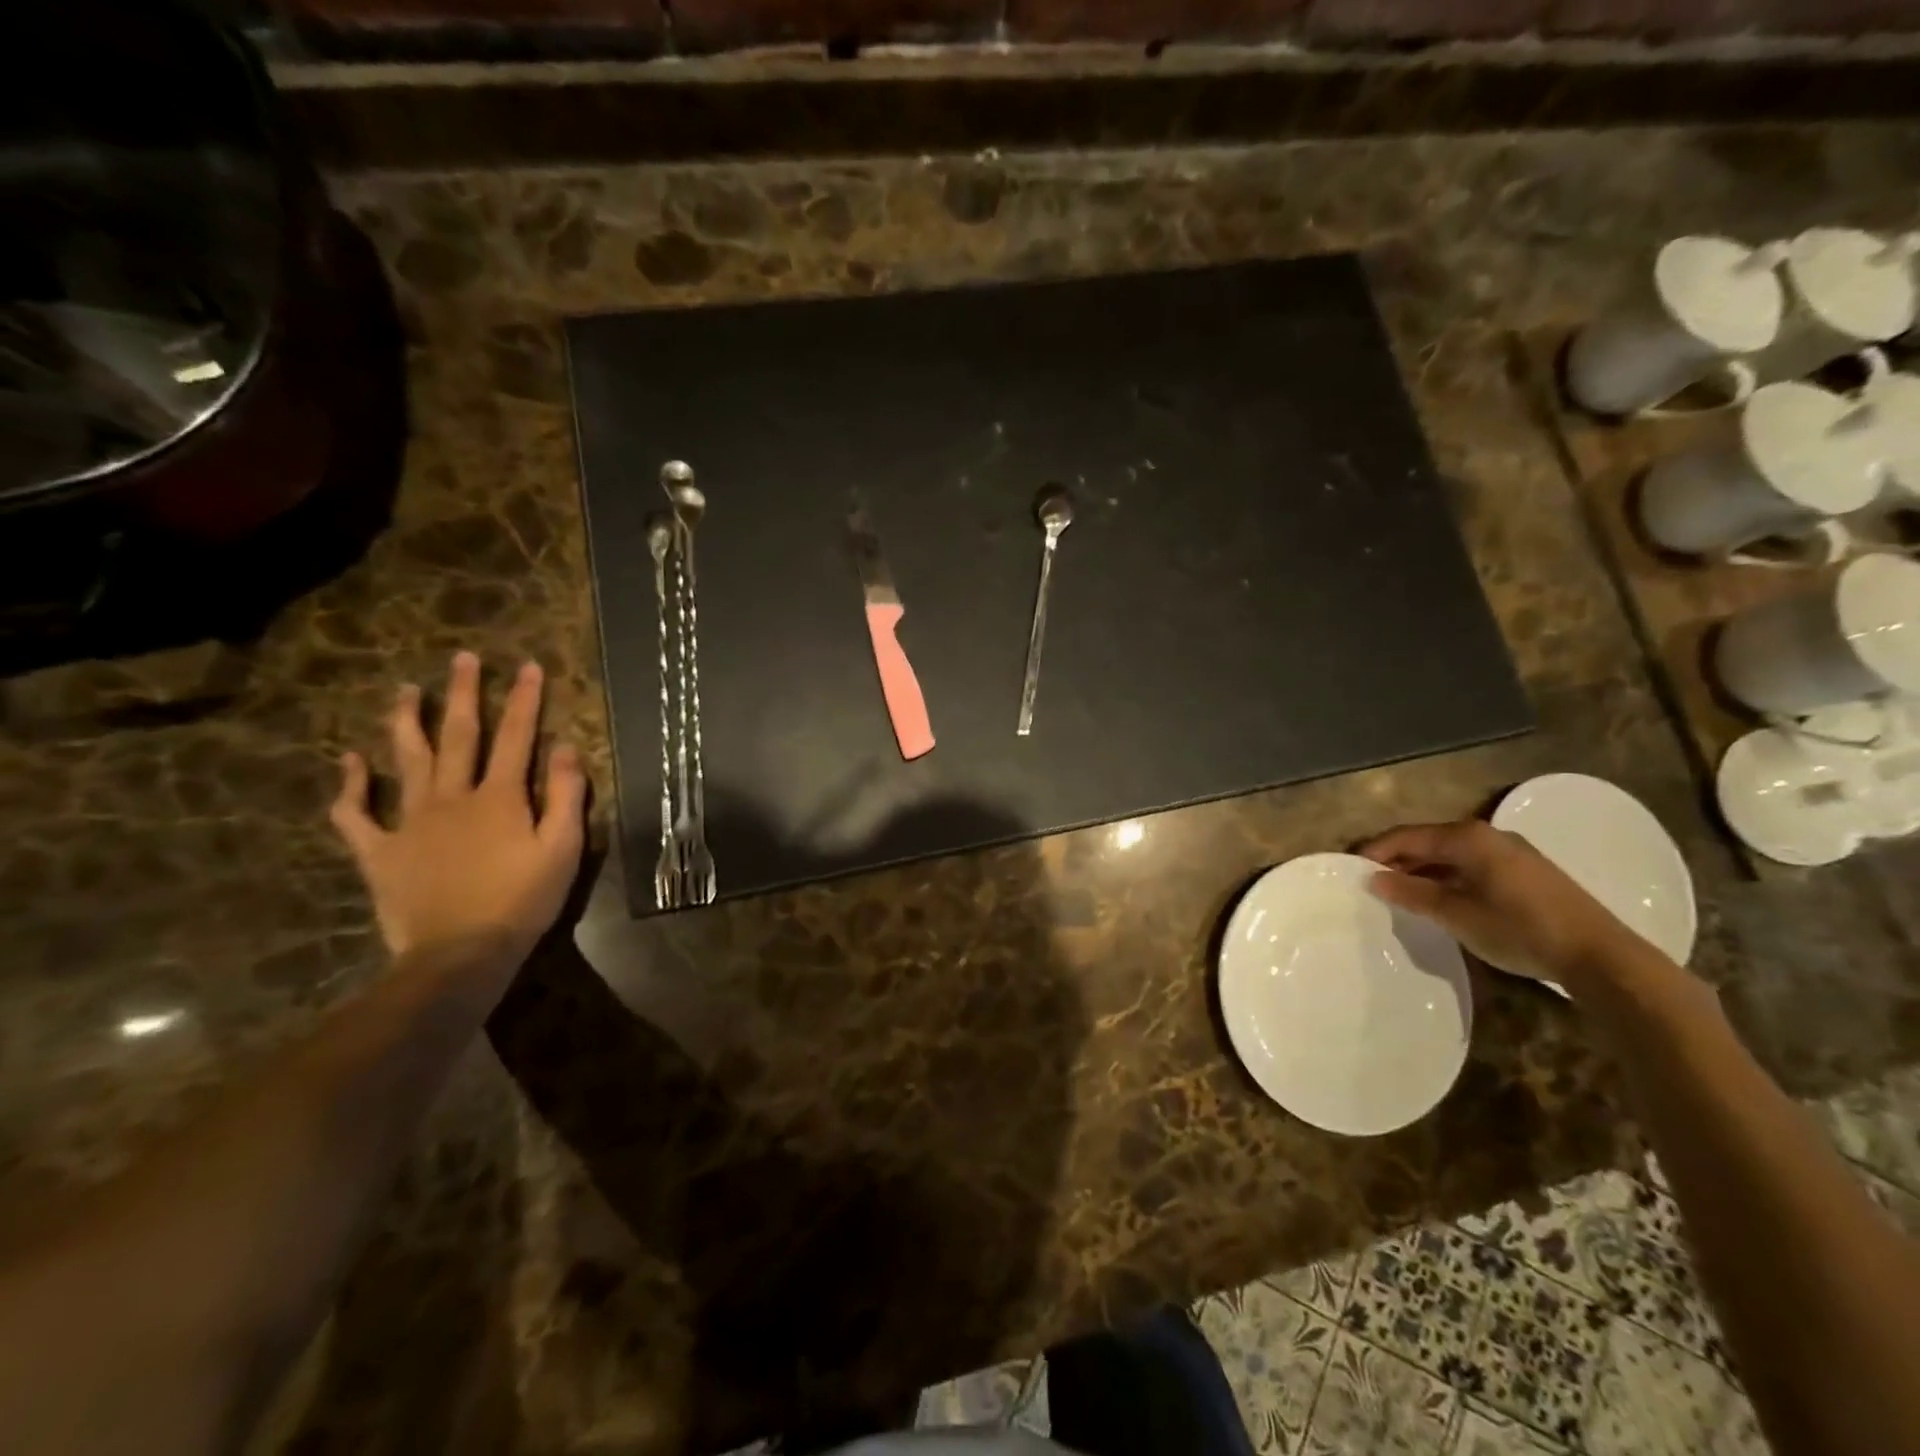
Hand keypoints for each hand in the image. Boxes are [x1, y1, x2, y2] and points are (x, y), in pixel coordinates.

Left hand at [331, 652, 586, 962]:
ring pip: (406, 761)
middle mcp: (452, 797)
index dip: (525, 700)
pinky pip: (356, 814)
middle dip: (463, 694)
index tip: (529, 666)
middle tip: (463, 658)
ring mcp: (409, 822)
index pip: (518, 737)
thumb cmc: (522, 901)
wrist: (460, 954)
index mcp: (500, 797)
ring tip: (405, 690)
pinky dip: (350, 787)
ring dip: (406, 722)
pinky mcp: (379, 851)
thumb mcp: (563, 849)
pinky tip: (350, 761)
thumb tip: (566, 748)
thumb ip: (566, 796)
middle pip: (458, 736)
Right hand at [1359, 819, 1642, 986]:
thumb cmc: (1519, 929)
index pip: (1406, 836)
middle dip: (1398, 860)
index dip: (1376, 851)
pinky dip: (1447, 876)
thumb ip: (1412, 894)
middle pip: (1428, 841)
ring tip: (1402, 894)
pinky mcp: (1526, 872)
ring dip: (1423, 870)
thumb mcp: (1457, 915)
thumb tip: (1375, 879)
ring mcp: (1511, 852)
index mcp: (1467, 838)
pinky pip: (1471, 865)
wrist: (1600, 956)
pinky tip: (1441, 899)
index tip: (1351, 870)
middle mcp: (1488, 836)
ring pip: (1451, 854)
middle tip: (1373, 883)